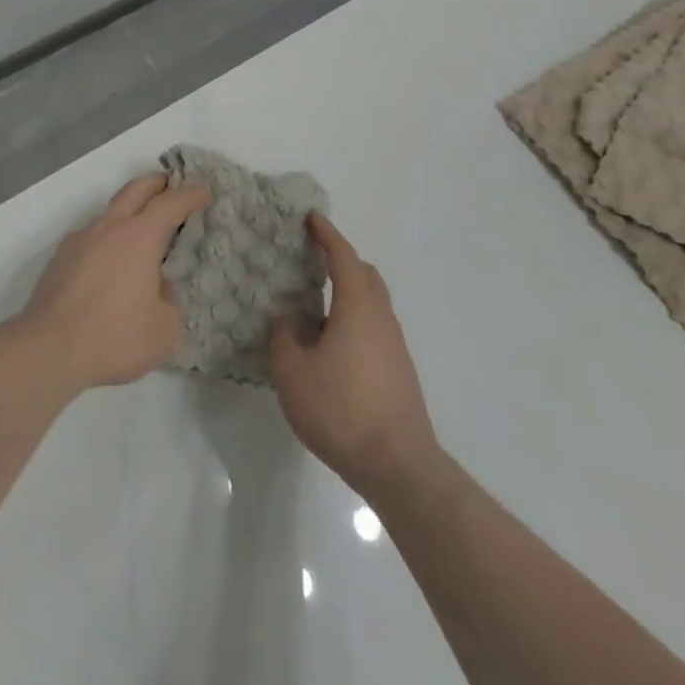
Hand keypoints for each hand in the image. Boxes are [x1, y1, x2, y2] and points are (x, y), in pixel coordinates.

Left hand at [17, 173, 210, 393]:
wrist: (49, 347)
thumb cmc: (114, 336)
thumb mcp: (164, 329)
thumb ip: (170, 301)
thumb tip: (158, 288)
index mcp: (138, 237)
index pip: (169, 204)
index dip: (190, 195)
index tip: (205, 191)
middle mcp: (108, 227)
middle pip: (134, 190)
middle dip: (156, 183)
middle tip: (171, 184)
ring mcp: (80, 239)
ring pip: (109, 211)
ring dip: (129, 210)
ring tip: (142, 229)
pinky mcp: (61, 257)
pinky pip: (91, 235)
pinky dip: (108, 237)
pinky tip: (111, 261)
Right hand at [270, 213, 438, 493]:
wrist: (399, 467)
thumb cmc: (341, 409)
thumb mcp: (293, 371)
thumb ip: (285, 336)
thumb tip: (289, 318)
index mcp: (357, 306)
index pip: (343, 257)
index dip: (326, 234)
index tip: (311, 217)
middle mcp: (381, 318)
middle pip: (365, 275)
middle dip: (341, 260)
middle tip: (312, 258)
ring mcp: (394, 346)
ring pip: (372, 303)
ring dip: (347, 292)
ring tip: (314, 303)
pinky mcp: (399, 372)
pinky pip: (374, 327)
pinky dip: (353, 319)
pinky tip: (331, 343)